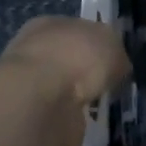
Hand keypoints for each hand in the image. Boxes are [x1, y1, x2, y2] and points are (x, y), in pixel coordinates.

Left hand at [0, 17, 130, 145]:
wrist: (40, 101)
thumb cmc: (77, 58)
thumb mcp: (112, 46)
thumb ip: (116, 55)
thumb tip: (117, 68)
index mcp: (50, 24)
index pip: (77, 30)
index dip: (97, 44)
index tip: (113, 61)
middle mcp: (34, 49)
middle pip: (67, 59)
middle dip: (84, 71)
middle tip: (106, 85)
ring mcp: (28, 83)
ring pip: (59, 87)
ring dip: (74, 96)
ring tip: (95, 105)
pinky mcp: (28, 115)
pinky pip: (55, 113)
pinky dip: (67, 117)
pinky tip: (80, 121)